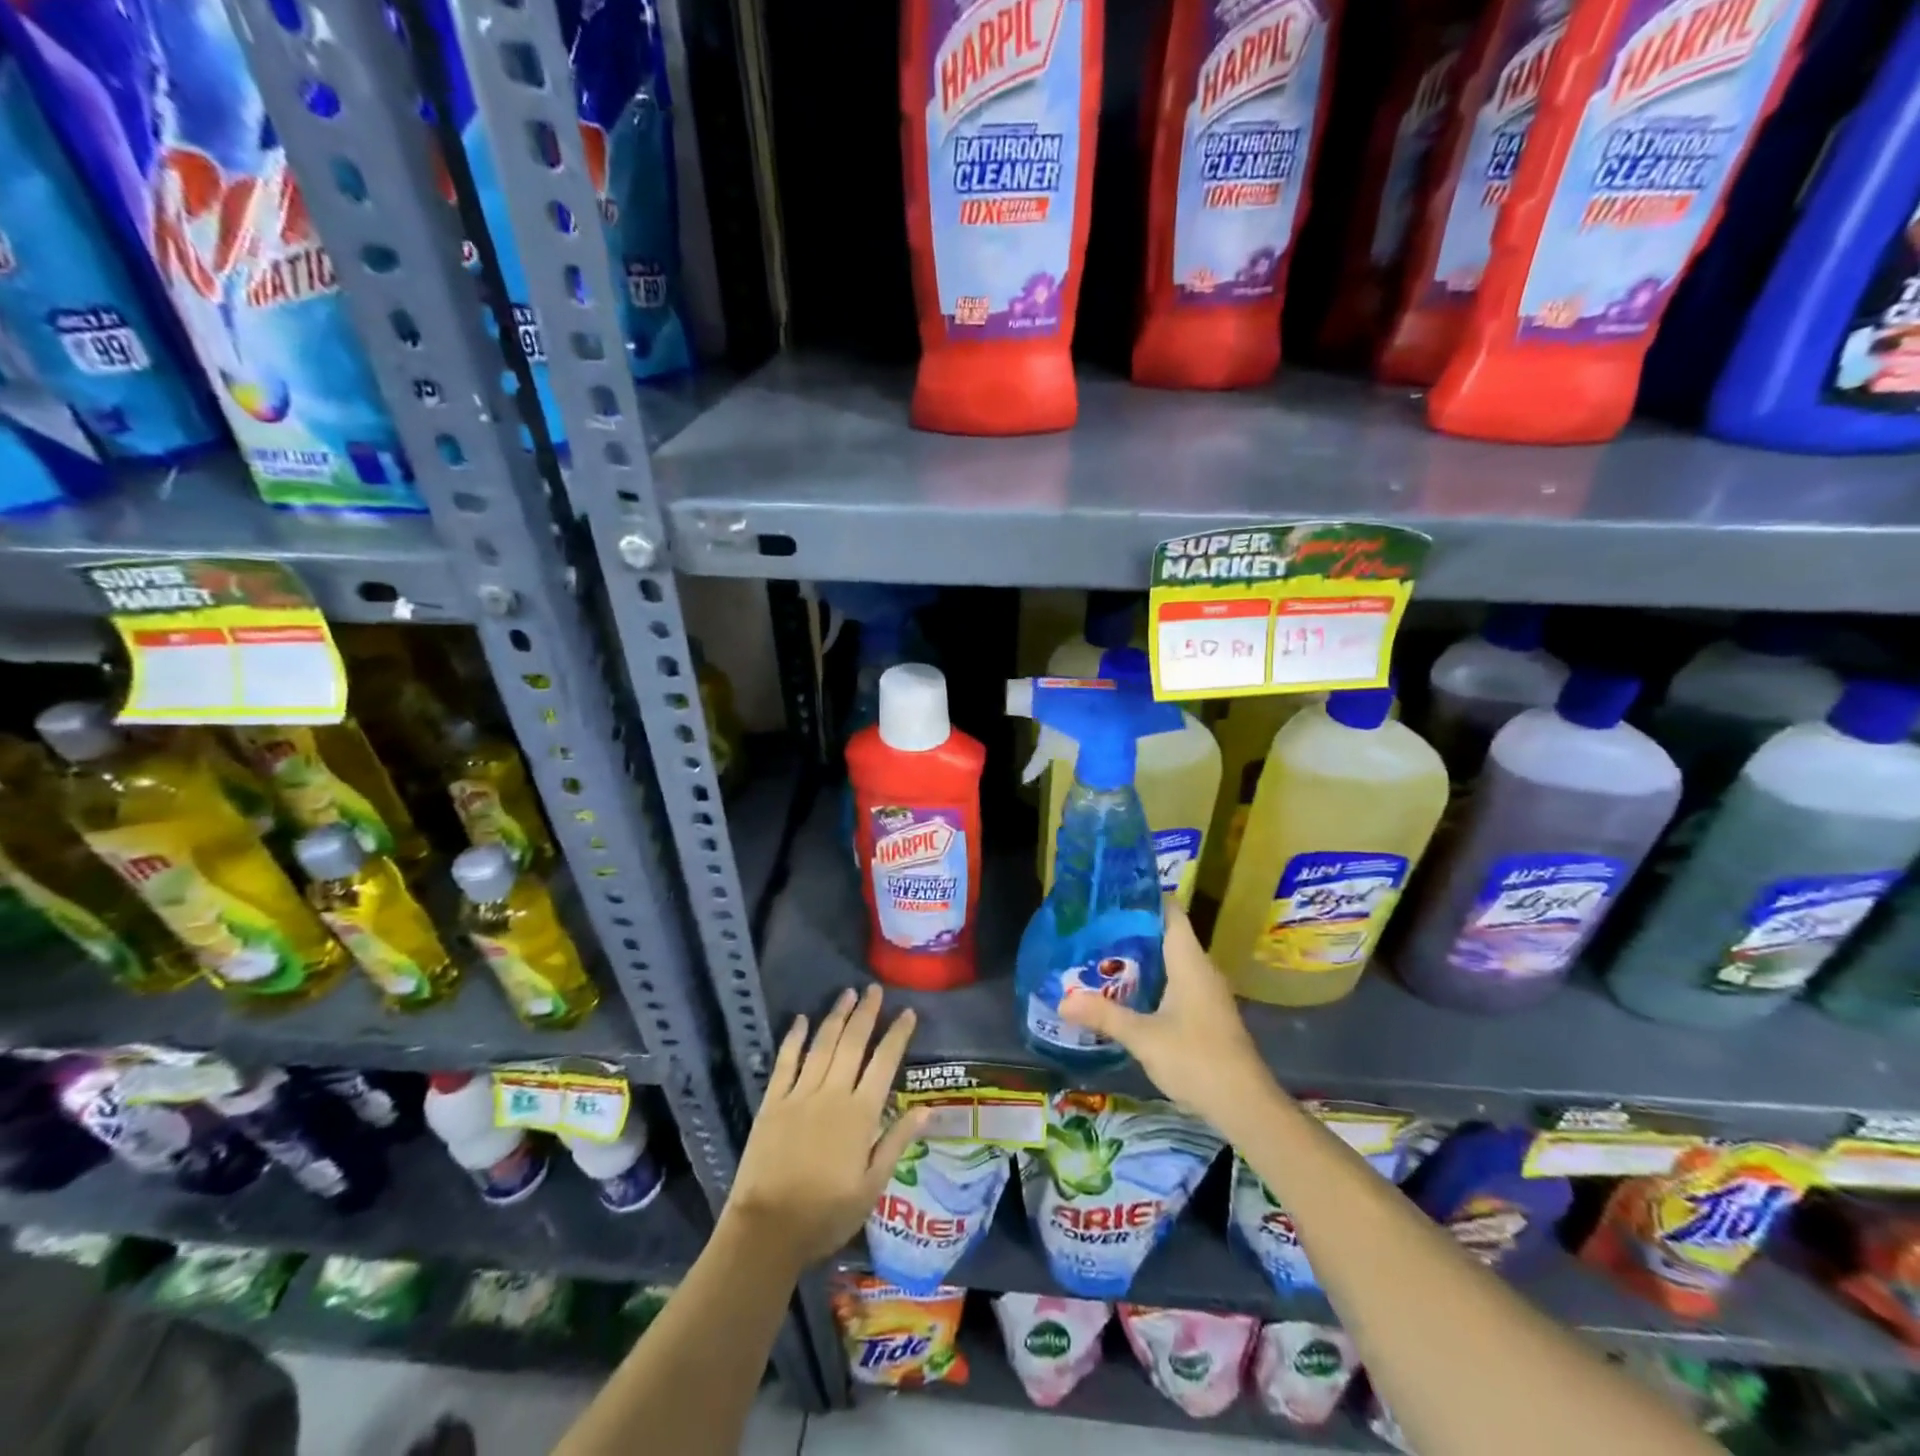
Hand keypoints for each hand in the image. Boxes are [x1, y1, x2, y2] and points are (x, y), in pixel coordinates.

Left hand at [724, 986, 927, 1272]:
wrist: (767, 1230)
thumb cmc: (826, 1214)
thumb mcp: (872, 1186)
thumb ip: (897, 1142)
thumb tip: (928, 1108)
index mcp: (860, 1114)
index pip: (884, 1063)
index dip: (897, 1035)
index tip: (907, 1012)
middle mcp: (832, 1094)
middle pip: (853, 1043)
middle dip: (866, 1013)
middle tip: (874, 989)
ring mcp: (800, 1094)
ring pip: (822, 1045)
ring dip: (836, 1017)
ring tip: (847, 994)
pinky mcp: (772, 1102)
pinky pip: (786, 1062)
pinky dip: (794, 1038)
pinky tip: (801, 1019)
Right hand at [1061, 905, 1278, 1132]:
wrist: (1245, 1106)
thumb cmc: (1196, 1059)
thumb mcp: (1143, 1037)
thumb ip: (1104, 1015)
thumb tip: (1062, 1001)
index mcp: (1189, 961)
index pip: (1170, 912)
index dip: (1143, 898)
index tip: (1111, 896)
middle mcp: (1201, 968)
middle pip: (1166, 935)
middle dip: (1131, 930)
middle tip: (1094, 928)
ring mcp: (1207, 992)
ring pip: (1171, 961)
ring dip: (1141, 958)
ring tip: (1101, 956)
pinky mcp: (1206, 1014)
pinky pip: (1176, 983)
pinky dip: (1152, 980)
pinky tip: (1126, 993)